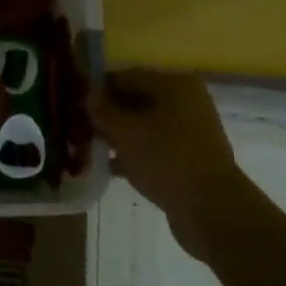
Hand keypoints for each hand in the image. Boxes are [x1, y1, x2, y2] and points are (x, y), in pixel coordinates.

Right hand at [91, 69, 241, 260]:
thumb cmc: (166, 159)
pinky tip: (110, 167)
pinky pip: (153, 148)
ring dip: (117, 135)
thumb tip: (88, 94)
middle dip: (107, 114)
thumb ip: (102, 109)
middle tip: (78, 128)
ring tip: (90, 148)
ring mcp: (190, 131)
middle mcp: (186, 101)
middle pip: (135, 100)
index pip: (126, 76)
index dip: (97, 89)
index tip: (74, 105)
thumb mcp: (125, 131)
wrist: (211, 209)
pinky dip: (133, 154)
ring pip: (143, 126)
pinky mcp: (189, 157)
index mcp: (174, 85)